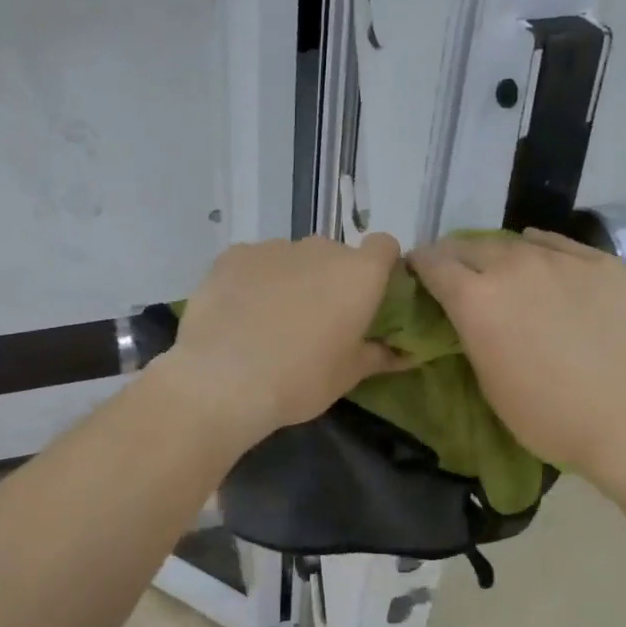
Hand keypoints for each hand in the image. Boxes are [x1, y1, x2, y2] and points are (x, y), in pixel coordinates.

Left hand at [159, 234, 403, 446]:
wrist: (222, 380)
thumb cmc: (299, 380)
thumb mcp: (347, 376)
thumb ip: (378, 355)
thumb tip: (403, 353)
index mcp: (358, 274)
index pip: (384, 246)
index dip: (379, 267)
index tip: (369, 297)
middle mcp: (319, 248)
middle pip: (335, 254)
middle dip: (330, 279)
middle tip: (316, 319)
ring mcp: (273, 247)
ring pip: (292, 258)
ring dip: (291, 278)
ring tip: (270, 319)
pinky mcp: (233, 255)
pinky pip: (254, 262)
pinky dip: (253, 279)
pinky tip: (239, 312)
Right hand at [409, 230, 625, 488]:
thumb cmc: (549, 416)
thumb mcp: (487, 380)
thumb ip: (471, 334)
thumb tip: (467, 314)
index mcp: (475, 298)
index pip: (432, 262)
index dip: (419, 266)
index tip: (417, 276)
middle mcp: (512, 265)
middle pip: (468, 246)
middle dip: (455, 258)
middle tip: (457, 278)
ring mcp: (560, 259)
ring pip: (514, 242)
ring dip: (498, 256)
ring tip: (503, 274)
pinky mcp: (601, 262)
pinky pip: (558, 245)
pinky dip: (541, 252)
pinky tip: (545, 267)